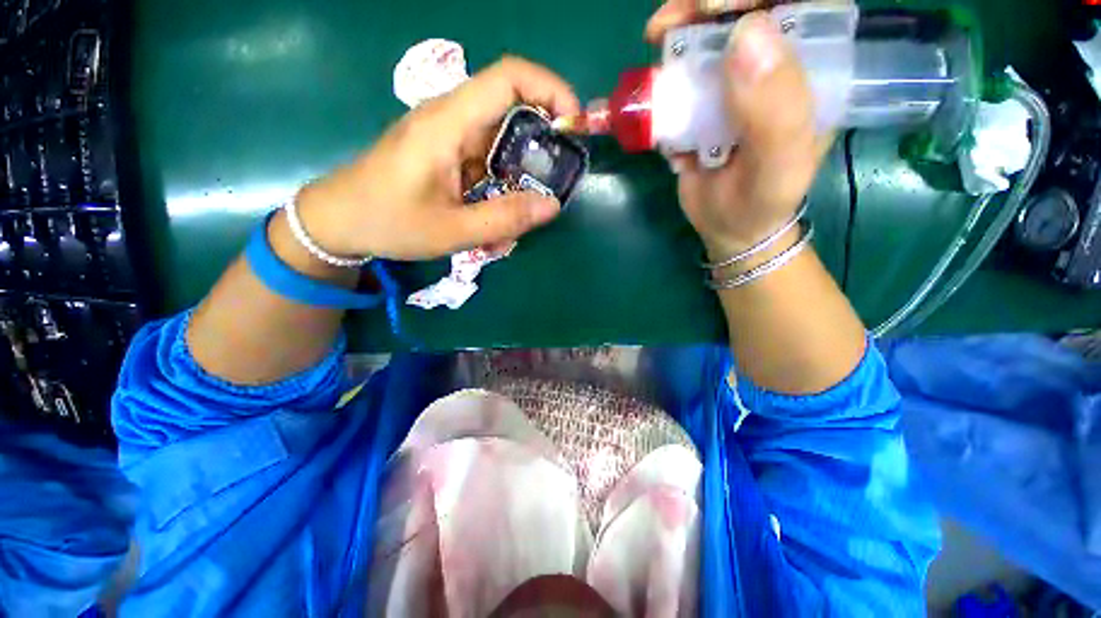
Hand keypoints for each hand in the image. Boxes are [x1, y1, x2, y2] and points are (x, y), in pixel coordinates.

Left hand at [294, 57, 579, 260]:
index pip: (509, 78)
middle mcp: (451, 120)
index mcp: (448, 124)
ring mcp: (448, 137)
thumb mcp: (452, 230)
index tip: (574, 125)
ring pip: (501, 144)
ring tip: (515, 219)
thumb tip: (553, 205)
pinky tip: (493, 220)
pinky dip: (500, 189)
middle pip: (512, 112)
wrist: (339, 221)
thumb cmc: (387, 222)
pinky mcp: (446, 154)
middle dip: (540, 148)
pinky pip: (486, 163)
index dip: (550, 90)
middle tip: (550, 187)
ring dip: (518, 180)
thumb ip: (504, 218)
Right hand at [647, 1, 832, 260]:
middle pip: (745, 12)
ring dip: (679, 32)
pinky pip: (682, 75)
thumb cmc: (763, 200)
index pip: (798, 4)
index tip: (714, 4)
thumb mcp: (779, 163)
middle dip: (705, 6)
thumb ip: (774, 109)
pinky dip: (664, 74)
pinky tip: (655, 90)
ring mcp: (734, 83)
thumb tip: (745, 35)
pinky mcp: (702, 103)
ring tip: (656, 41)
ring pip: (709, 35)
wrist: (729, 227)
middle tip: (670, 21)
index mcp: (810, 68)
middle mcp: (773, 66)